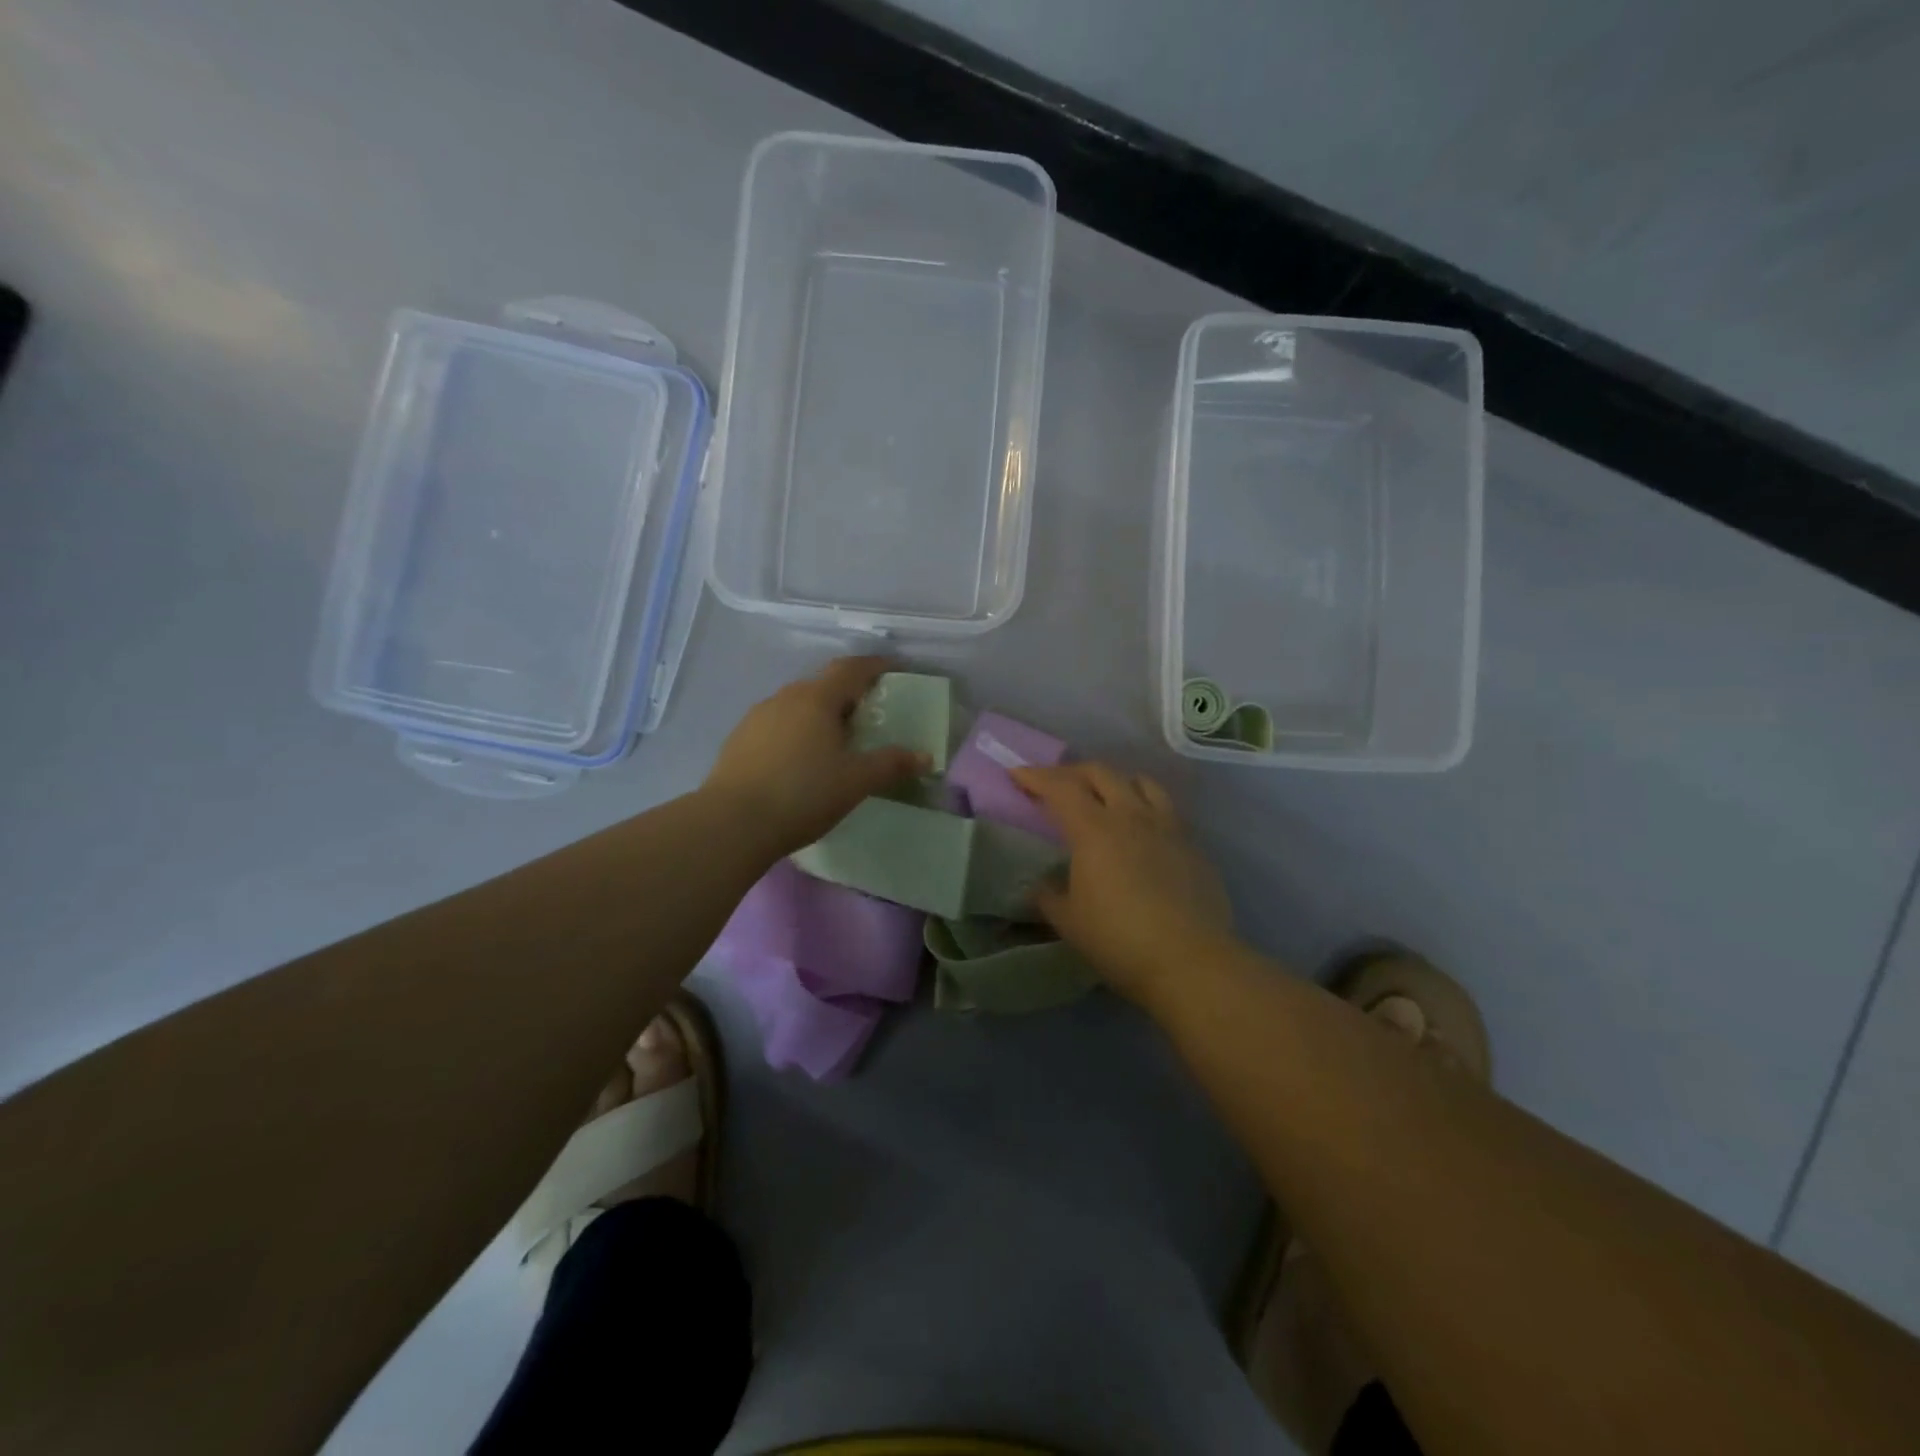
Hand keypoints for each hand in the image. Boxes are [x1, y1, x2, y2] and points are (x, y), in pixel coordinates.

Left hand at [704, 657, 929, 857]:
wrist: (732, 823)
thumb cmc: (803, 794)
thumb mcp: (856, 782)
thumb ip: (891, 764)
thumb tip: (925, 756)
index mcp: (816, 699)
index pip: (850, 669)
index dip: (875, 666)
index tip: (893, 670)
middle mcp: (785, 698)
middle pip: (822, 686)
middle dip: (848, 695)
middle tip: (868, 716)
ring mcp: (756, 718)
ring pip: (797, 706)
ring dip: (819, 716)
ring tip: (834, 743)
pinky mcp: (738, 741)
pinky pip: (777, 726)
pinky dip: (796, 733)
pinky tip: (799, 762)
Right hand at [1011, 762, 1234, 1007]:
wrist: (1190, 962)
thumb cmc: (1118, 940)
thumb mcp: (1068, 922)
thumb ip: (1049, 896)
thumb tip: (1041, 886)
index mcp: (1094, 829)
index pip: (1060, 788)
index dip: (1035, 777)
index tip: (1017, 773)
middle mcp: (1132, 816)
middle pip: (1100, 773)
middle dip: (1072, 772)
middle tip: (1056, 784)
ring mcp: (1167, 827)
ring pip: (1141, 783)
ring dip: (1116, 782)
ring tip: (1106, 797)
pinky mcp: (1193, 846)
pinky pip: (1166, 810)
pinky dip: (1145, 807)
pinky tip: (1142, 832)